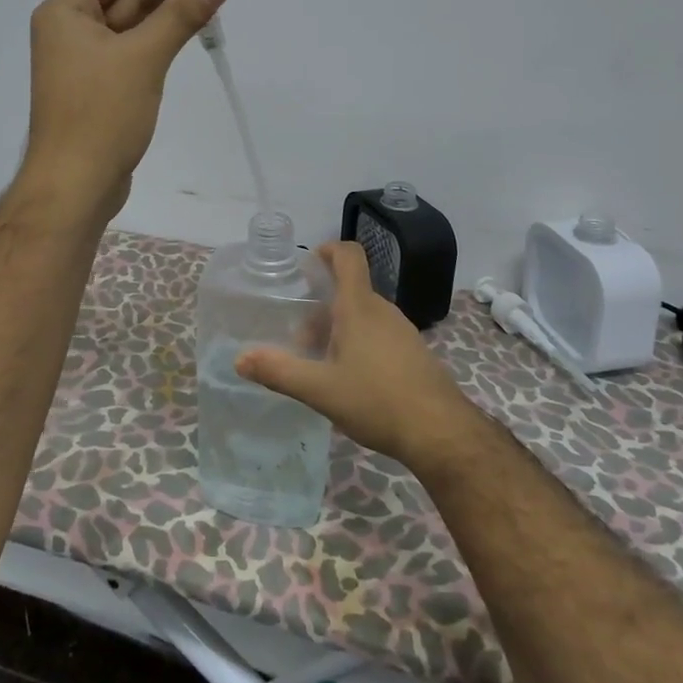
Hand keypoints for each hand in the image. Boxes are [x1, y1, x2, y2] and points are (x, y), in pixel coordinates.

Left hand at [18, 0, 226, 218]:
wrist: (75, 184)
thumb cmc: (101, 113)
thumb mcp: (143, 57)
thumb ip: (180, 15)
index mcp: (65, 13)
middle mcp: (68, 32)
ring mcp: (81, 63)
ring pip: (126, 26)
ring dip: (161, 15)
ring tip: (206, 3)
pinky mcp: (96, 89)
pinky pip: (128, 53)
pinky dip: (154, 43)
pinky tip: (184, 37)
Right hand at [236, 240, 477, 467]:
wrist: (442, 433)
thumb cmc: (378, 401)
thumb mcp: (320, 390)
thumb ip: (279, 371)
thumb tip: (240, 359)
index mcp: (359, 308)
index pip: (349, 256)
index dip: (328, 249)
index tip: (308, 263)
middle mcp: (383, 311)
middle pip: (349, 291)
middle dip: (321, 307)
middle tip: (300, 338)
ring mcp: (403, 332)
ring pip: (364, 316)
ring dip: (339, 328)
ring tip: (320, 363)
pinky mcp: (414, 353)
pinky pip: (379, 335)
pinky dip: (359, 344)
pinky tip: (350, 381)